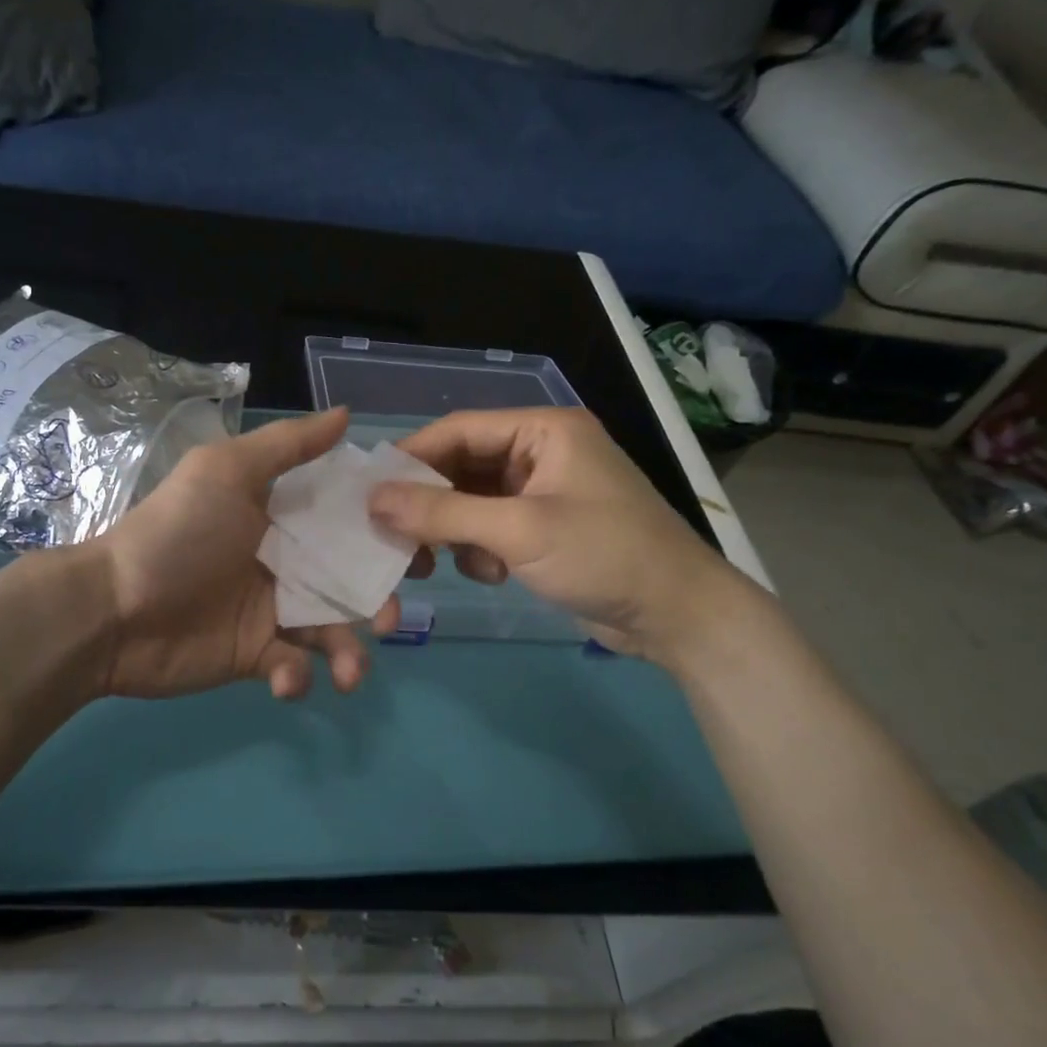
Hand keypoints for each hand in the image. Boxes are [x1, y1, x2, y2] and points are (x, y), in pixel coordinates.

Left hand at [92, 407, 398, 699]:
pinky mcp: (255, 657)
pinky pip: (293, 669)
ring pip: (330, 632)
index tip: (418, 543)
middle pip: (349, 581)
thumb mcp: (226, 472)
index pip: (346, 521)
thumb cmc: (176, 534)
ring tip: (350, 672)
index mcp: (283, 518)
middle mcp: (285, 562)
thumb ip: (287, 445)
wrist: (111, 610)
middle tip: (386, 618)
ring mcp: (270, 612)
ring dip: (349, 653)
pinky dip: (297, 678)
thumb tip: (348, 414)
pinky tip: (283, 677)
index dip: (383, 531)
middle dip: (376, 601)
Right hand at [367, 407, 753, 666]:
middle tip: (394, 539)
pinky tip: (494, 574)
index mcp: (543, 431)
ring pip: (470, 502)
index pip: (459, 430)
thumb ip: (443, 513)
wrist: (678, 616)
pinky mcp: (543, 528)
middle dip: (430, 505)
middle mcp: (540, 453)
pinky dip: (480, 551)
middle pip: (461, 467)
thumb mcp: (519, 531)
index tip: (369, 492)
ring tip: (439, 565)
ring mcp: (542, 492)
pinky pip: (490, 528)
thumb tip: (373, 501)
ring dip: (453, 533)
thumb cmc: (605, 556)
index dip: (411, 458)